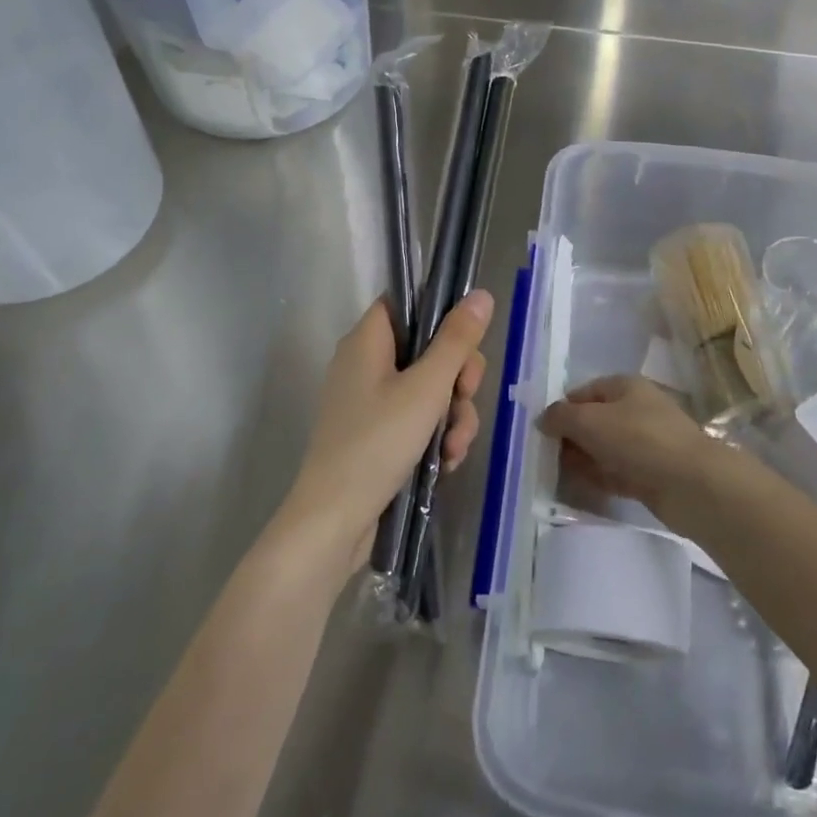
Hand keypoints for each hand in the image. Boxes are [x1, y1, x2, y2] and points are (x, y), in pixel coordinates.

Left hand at [282, 290, 493, 576]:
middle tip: (465, 398)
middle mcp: (366, 365)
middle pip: (428, 349)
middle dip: (457, 379)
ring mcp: (371, 403)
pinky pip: (418, 420)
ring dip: (453, 416)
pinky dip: (436, 437)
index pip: (407, 304)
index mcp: (367, 341)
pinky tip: (446, 461)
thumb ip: (457, 341)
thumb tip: (481, 295)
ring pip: (430, 390)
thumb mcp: (427, 388)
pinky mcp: (377, 435)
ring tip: (454, 446)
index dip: (440, 315)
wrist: (334, 522)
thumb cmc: (377, 443)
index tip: (465, 343)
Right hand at [536, 375, 748, 536]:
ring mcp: (646, 443)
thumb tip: (543, 418)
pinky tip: (580, 488)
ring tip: (557, 475)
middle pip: (594, 420)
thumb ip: (561, 417)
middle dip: (571, 437)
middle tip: (545, 457)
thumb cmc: (639, 440)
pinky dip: (599, 477)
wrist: (691, 484)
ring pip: (605, 448)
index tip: (542, 432)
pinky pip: (617, 472)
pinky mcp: (652, 474)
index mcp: (626, 386)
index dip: (562, 409)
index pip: (585, 391)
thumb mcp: (590, 421)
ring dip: (583, 459)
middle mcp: (637, 409)